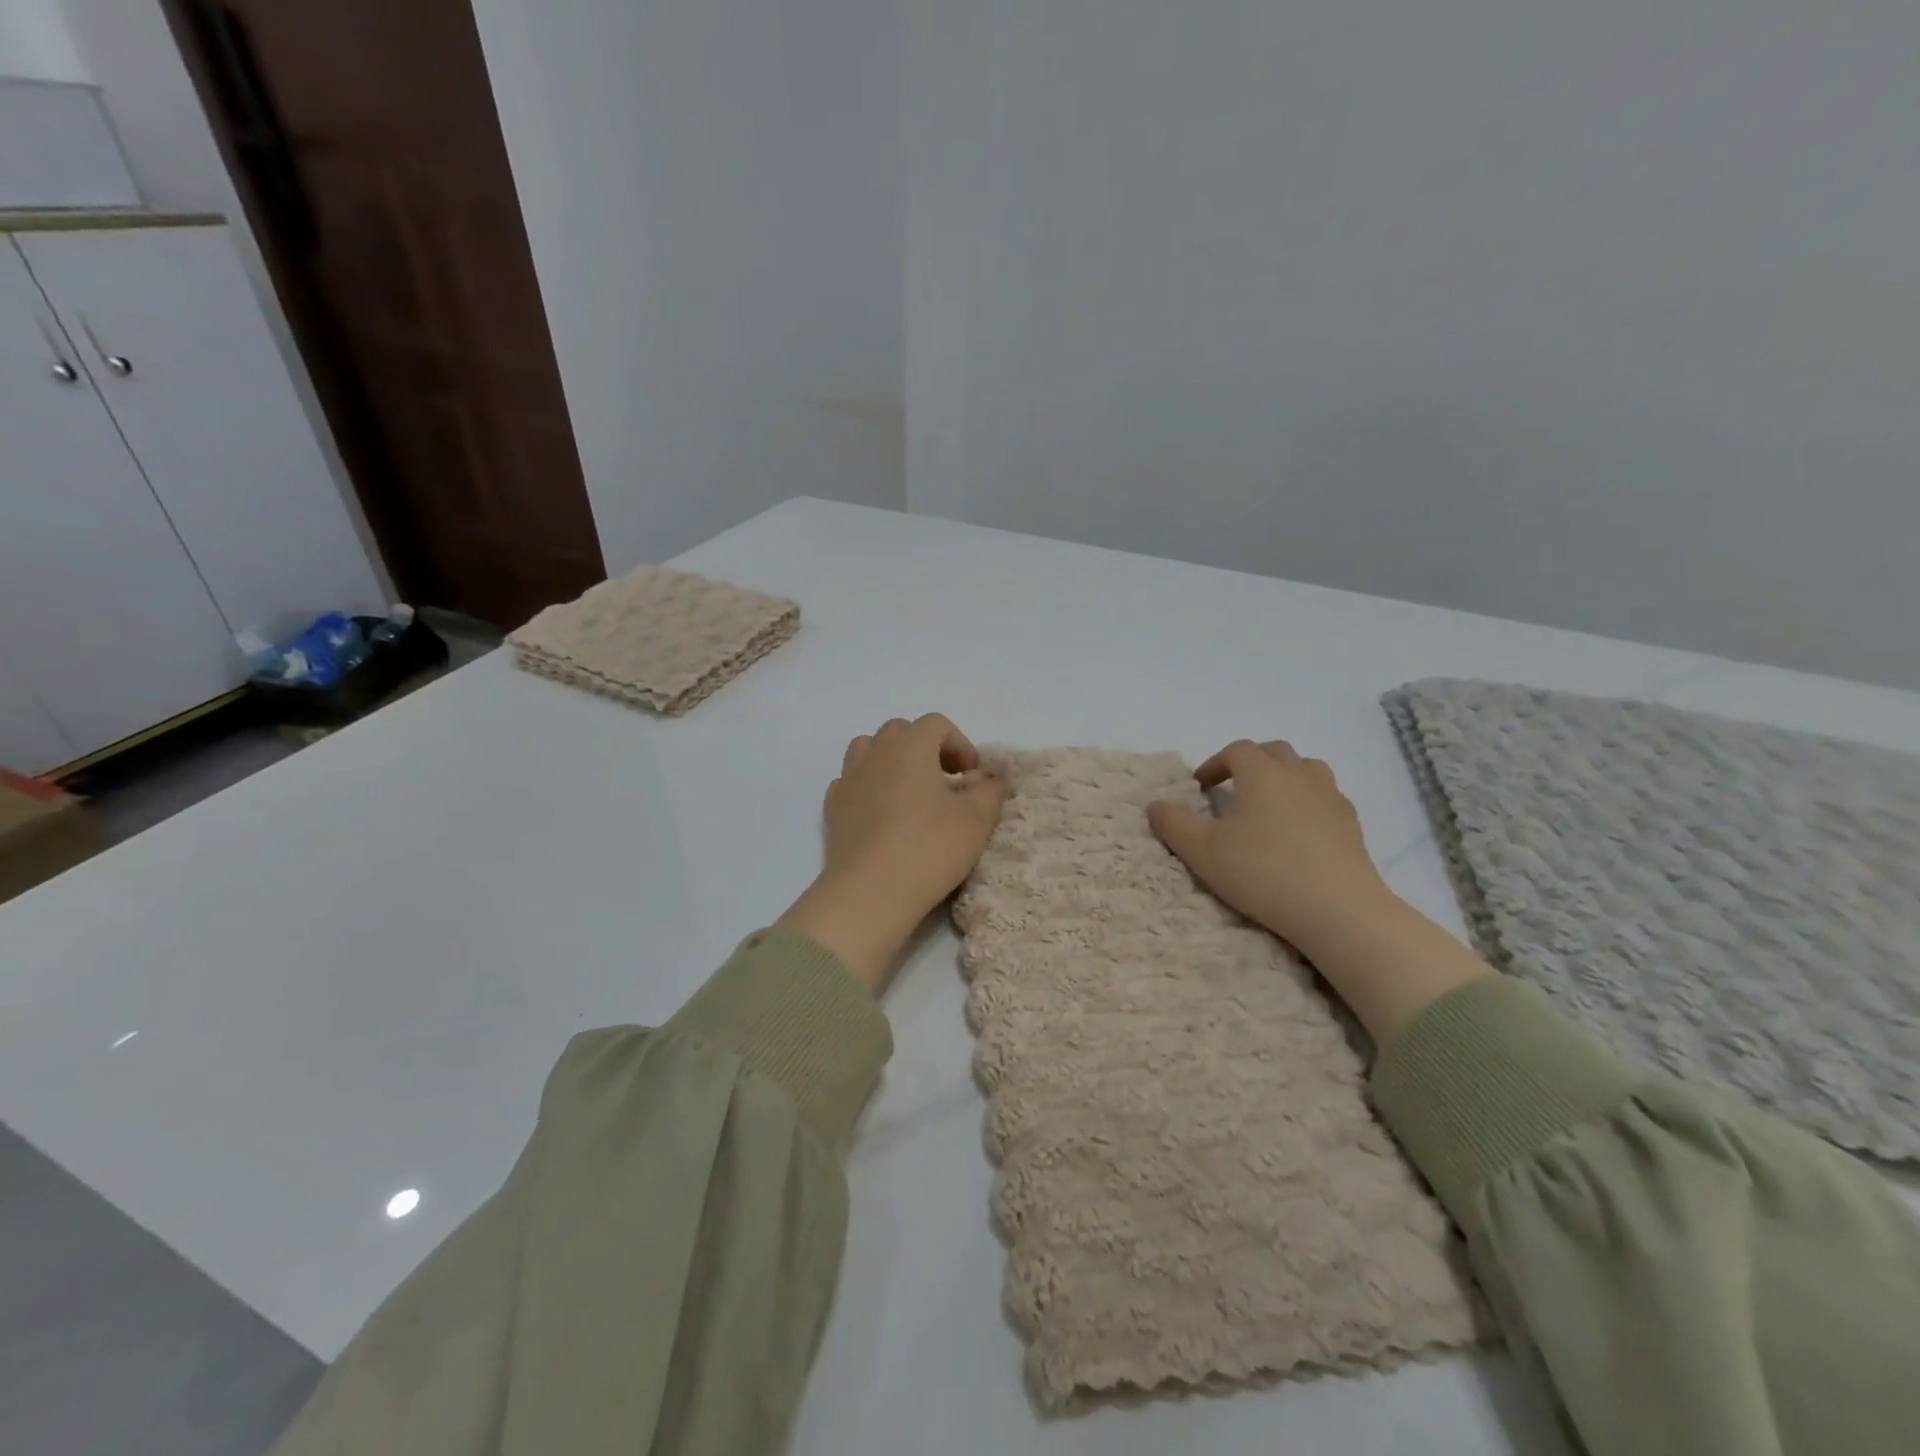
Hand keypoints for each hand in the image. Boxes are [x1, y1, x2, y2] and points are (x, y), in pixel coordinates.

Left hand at [779, 714, 1008, 992]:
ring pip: (868, 750)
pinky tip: (881, 814)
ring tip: (909, 792)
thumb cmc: (930, 848)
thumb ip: (990, 789)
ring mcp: (848, 779)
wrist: (871, 892)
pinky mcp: (832, 808)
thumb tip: (989, 777)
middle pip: (900, 731)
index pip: (936, 724)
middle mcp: (875, 753)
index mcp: (911, 746)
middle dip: (925, 748)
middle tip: (945, 781)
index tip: (971, 776)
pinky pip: (850, 782)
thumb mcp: (977, 819)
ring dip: (891, 761)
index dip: (959, 743)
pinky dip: (868, 787)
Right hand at [1150, 739, 1491, 1046]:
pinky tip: (1300, 831)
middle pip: (1274, 752)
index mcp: (1262, 774)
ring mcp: (1331, 798)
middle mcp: (1299, 775)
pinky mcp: (1352, 825)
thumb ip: (1173, 824)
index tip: (1199, 788)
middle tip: (1233, 790)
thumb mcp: (1202, 852)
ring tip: (1269, 805)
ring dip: (1284, 777)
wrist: (1339, 911)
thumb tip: (1156, 804)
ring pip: (1306, 769)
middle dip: (1250, 763)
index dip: (1214, 763)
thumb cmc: (1263, 873)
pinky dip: (1309, 802)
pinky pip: (1327, 798)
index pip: (1236, 750)